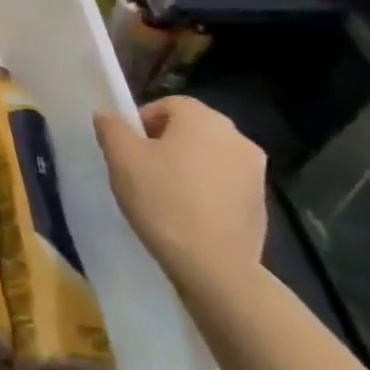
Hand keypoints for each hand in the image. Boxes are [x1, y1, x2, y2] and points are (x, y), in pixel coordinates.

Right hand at [93, 96, 266, 294]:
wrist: (214, 265)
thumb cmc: (162, 200)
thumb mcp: (121, 159)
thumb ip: (111, 128)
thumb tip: (107, 116)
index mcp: (203, 119)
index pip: (169, 104)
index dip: (143, 121)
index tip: (128, 148)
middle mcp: (236, 136)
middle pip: (192, 128)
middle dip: (166, 143)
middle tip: (142, 169)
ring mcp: (255, 171)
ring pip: (210, 156)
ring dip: (188, 166)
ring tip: (165, 194)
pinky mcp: (261, 202)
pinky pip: (225, 183)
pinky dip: (206, 190)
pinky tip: (189, 214)